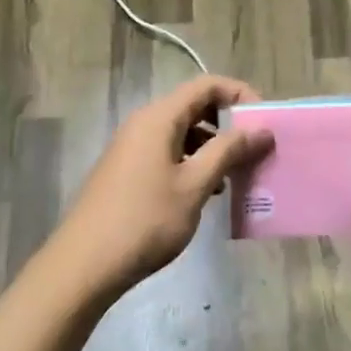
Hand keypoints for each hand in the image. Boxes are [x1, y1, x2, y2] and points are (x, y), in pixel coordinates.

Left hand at [46, 76, 274, 300]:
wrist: (85, 265)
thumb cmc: (145, 220)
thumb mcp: (194, 185)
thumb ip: (229, 151)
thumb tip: (262, 129)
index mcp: (159, 118)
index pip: (206, 85)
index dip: (240, 94)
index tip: (265, 121)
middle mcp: (144, 124)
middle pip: (195, 107)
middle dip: (229, 123)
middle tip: (256, 148)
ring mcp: (133, 149)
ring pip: (183, 133)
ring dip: (214, 147)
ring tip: (238, 174)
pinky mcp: (129, 172)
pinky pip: (169, 154)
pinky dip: (194, 164)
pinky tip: (210, 192)